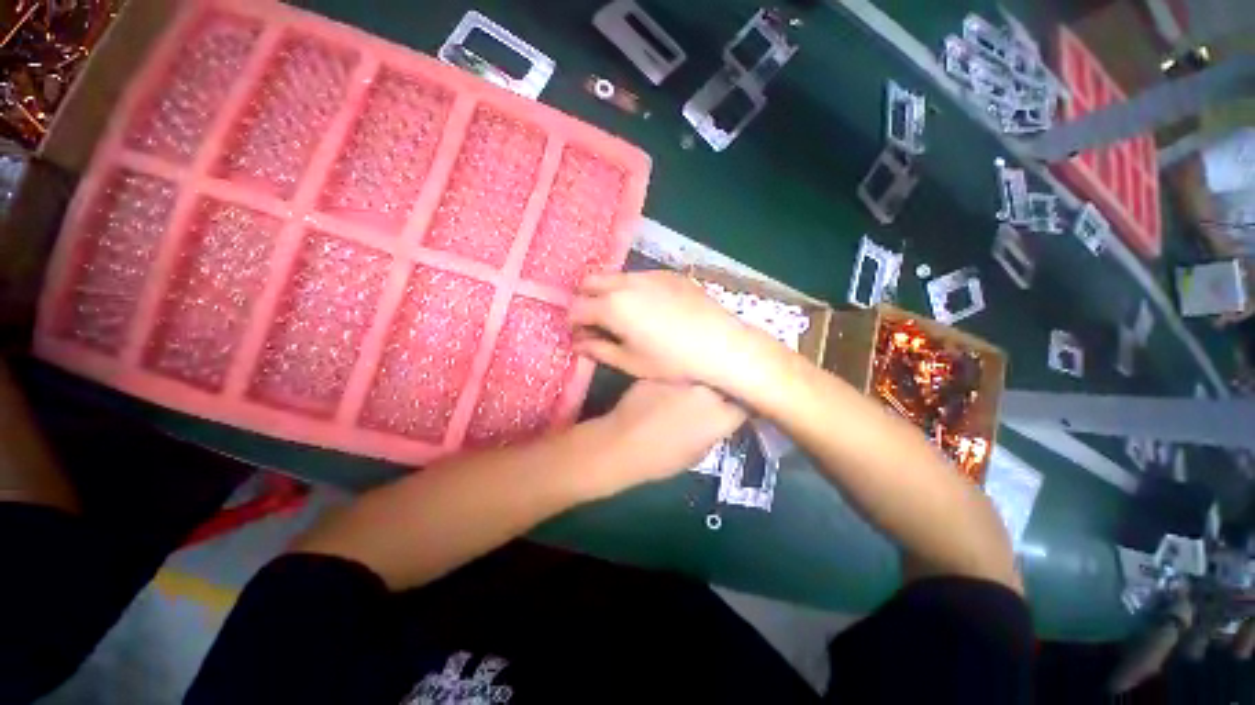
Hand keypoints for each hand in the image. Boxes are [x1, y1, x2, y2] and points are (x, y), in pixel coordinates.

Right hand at [570, 271, 770, 388]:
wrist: (720, 344)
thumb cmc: (672, 361)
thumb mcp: (631, 362)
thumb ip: (599, 350)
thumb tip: (577, 343)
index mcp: (612, 306)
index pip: (577, 307)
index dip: (572, 321)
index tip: (577, 333)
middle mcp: (626, 283)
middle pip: (590, 281)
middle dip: (585, 298)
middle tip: (595, 320)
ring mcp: (649, 274)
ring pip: (615, 276)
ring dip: (608, 291)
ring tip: (622, 313)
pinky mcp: (669, 274)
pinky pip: (640, 276)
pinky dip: (633, 288)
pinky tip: (649, 307)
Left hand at [596, 379, 745, 489]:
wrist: (622, 444)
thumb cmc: (663, 459)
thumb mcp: (700, 453)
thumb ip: (715, 430)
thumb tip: (719, 419)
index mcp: (721, 414)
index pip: (745, 403)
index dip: (741, 405)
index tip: (735, 407)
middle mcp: (707, 389)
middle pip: (724, 382)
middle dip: (722, 388)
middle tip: (714, 398)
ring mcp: (683, 376)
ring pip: (700, 373)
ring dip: (700, 381)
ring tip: (690, 391)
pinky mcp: (661, 370)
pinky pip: (677, 372)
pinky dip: (677, 379)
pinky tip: (668, 389)